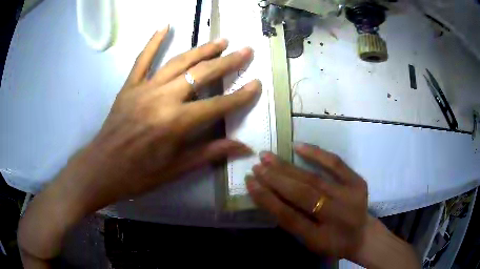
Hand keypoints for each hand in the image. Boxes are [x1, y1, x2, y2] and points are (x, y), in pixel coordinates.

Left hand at [63, 26, 260, 211]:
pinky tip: (165, 26)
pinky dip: (153, 41)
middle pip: (201, 75)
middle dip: (227, 62)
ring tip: (221, 40)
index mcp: (176, 124)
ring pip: (178, 62)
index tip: (257, 83)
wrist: (102, 168)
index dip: (240, 96)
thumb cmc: (139, 174)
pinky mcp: (129, 86)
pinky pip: (142, 59)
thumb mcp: (176, 169)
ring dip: (202, 49)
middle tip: (245, 50)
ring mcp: (144, 89)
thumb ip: (210, 154)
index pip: (217, 105)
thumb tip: (244, 148)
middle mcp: (163, 99)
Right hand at [247, 143, 419, 267]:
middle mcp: (337, 215)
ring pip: (314, 179)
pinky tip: (298, 146)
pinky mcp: (358, 182)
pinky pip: (336, 164)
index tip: (250, 182)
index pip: (288, 216)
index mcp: (321, 236)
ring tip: (268, 156)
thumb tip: (269, 197)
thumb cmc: (333, 243)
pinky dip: (317, 154)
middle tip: (256, 165)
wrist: (363, 235)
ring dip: (288, 166)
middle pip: (301, 194)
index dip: (267, 199)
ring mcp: (350, 195)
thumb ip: (291, 223)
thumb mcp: (310, 243)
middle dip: (275, 178)